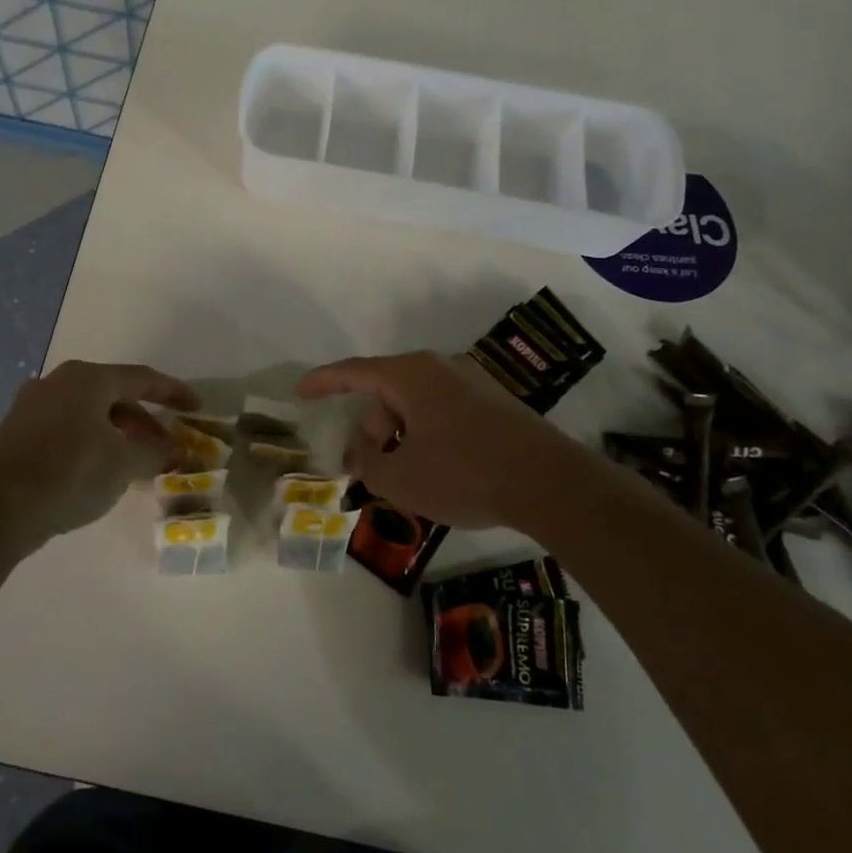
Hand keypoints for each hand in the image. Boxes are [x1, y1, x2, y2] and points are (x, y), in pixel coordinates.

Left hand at [0, 360, 199, 544]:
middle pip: (115, 395)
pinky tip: (101, 470)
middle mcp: (59, 382)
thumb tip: (180, 450)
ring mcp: (34, 406)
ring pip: (90, 413)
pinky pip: (68, 429)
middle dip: (146, 420)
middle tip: (168, 445)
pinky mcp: (18, 433)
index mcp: (88, 378)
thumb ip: (157, 452)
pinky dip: (93, 443)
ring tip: (138, 463)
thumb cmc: (70, 473)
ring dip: (120, 434)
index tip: (197, 406)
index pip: (142, 378)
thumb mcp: (124, 464)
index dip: (174, 392)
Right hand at [297, 350, 573, 530]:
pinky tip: (438, 473)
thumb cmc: (465, 474)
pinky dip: (427, 437)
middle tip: (364, 471)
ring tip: (404, 480)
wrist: (551, 484)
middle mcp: (440, 368)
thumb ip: (368, 465)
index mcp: (411, 375)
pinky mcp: (495, 403)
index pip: (354, 372)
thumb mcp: (402, 479)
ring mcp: (472, 383)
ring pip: (416, 406)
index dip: (323, 382)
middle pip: (386, 395)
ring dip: (399, 438)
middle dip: (370, 431)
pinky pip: (444, 413)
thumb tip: (362, 455)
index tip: (300, 391)